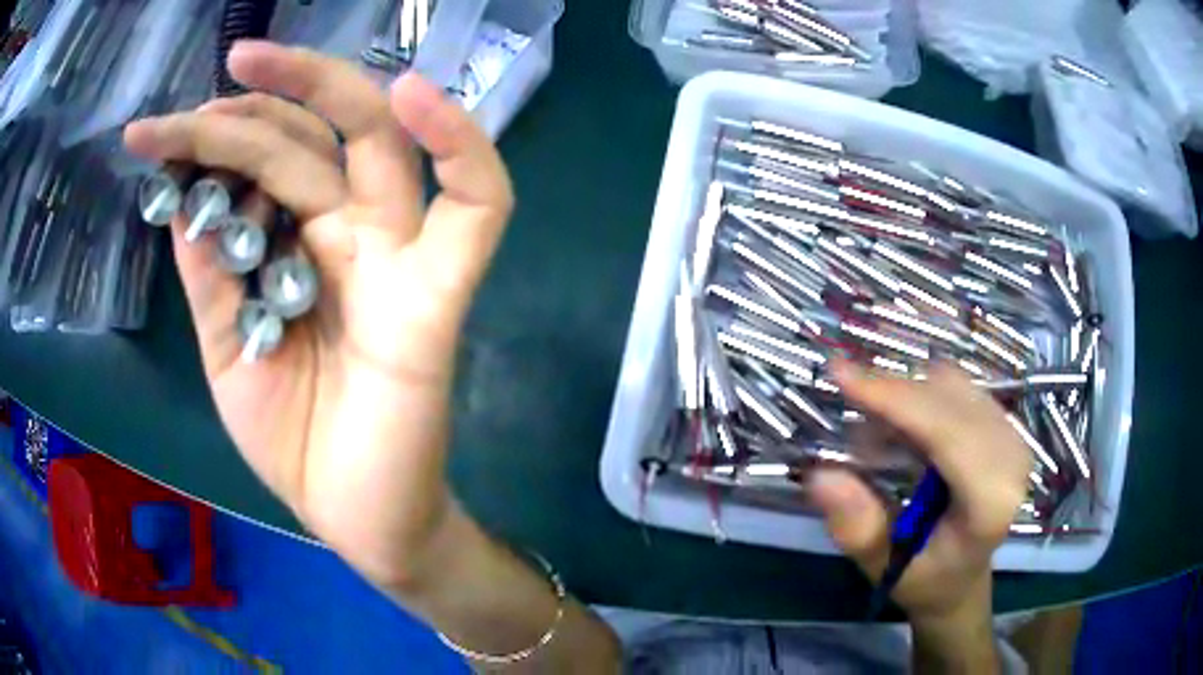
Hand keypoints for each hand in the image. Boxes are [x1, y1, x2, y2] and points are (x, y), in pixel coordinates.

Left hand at [123, 41, 512, 588]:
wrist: (356, 517)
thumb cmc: (292, 440)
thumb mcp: (226, 347)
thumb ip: (209, 272)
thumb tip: (182, 193)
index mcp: (299, 248)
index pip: (264, 162)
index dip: (212, 136)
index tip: (157, 134)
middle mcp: (351, 234)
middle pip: (318, 133)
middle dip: (262, 92)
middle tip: (213, 67)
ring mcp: (399, 259)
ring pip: (380, 144)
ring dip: (322, 88)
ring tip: (249, 64)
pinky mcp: (439, 297)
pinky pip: (479, 207)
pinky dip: (462, 145)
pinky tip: (416, 96)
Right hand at [808, 360, 1030, 622]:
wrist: (964, 578)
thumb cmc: (925, 578)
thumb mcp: (883, 567)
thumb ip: (858, 527)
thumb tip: (821, 476)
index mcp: (992, 501)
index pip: (946, 431)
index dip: (895, 398)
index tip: (839, 375)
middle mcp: (1012, 459)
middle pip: (948, 397)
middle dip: (893, 392)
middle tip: (844, 396)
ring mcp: (1014, 435)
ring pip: (951, 383)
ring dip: (906, 393)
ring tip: (875, 429)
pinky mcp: (1006, 422)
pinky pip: (958, 386)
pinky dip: (921, 393)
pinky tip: (904, 423)